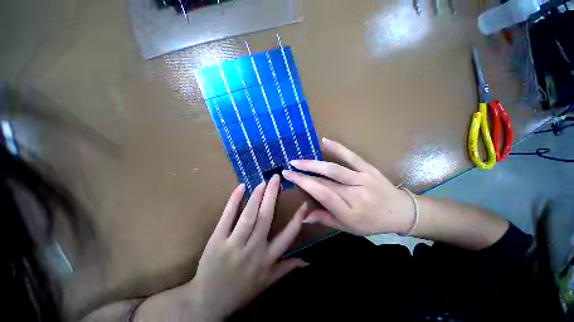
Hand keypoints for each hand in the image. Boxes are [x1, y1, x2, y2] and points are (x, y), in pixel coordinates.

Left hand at [188, 175, 307, 320]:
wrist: (208, 303)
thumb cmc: (242, 291)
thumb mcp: (268, 282)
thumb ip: (287, 268)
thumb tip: (308, 262)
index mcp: (267, 259)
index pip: (288, 236)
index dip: (298, 219)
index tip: (304, 204)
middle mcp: (253, 250)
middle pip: (266, 217)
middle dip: (272, 195)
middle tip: (276, 178)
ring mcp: (234, 244)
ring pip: (249, 215)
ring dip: (257, 196)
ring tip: (262, 182)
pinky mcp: (216, 241)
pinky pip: (227, 217)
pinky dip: (234, 201)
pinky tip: (241, 187)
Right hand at [282, 138, 413, 235]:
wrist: (401, 212)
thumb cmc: (372, 223)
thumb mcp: (348, 228)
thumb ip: (325, 219)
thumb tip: (303, 215)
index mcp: (349, 212)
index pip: (322, 195)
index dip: (304, 184)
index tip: (289, 176)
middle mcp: (355, 194)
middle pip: (325, 181)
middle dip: (304, 173)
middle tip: (289, 167)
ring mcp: (363, 179)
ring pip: (334, 168)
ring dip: (314, 163)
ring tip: (299, 160)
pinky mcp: (368, 169)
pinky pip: (352, 157)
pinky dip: (338, 148)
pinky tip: (325, 141)